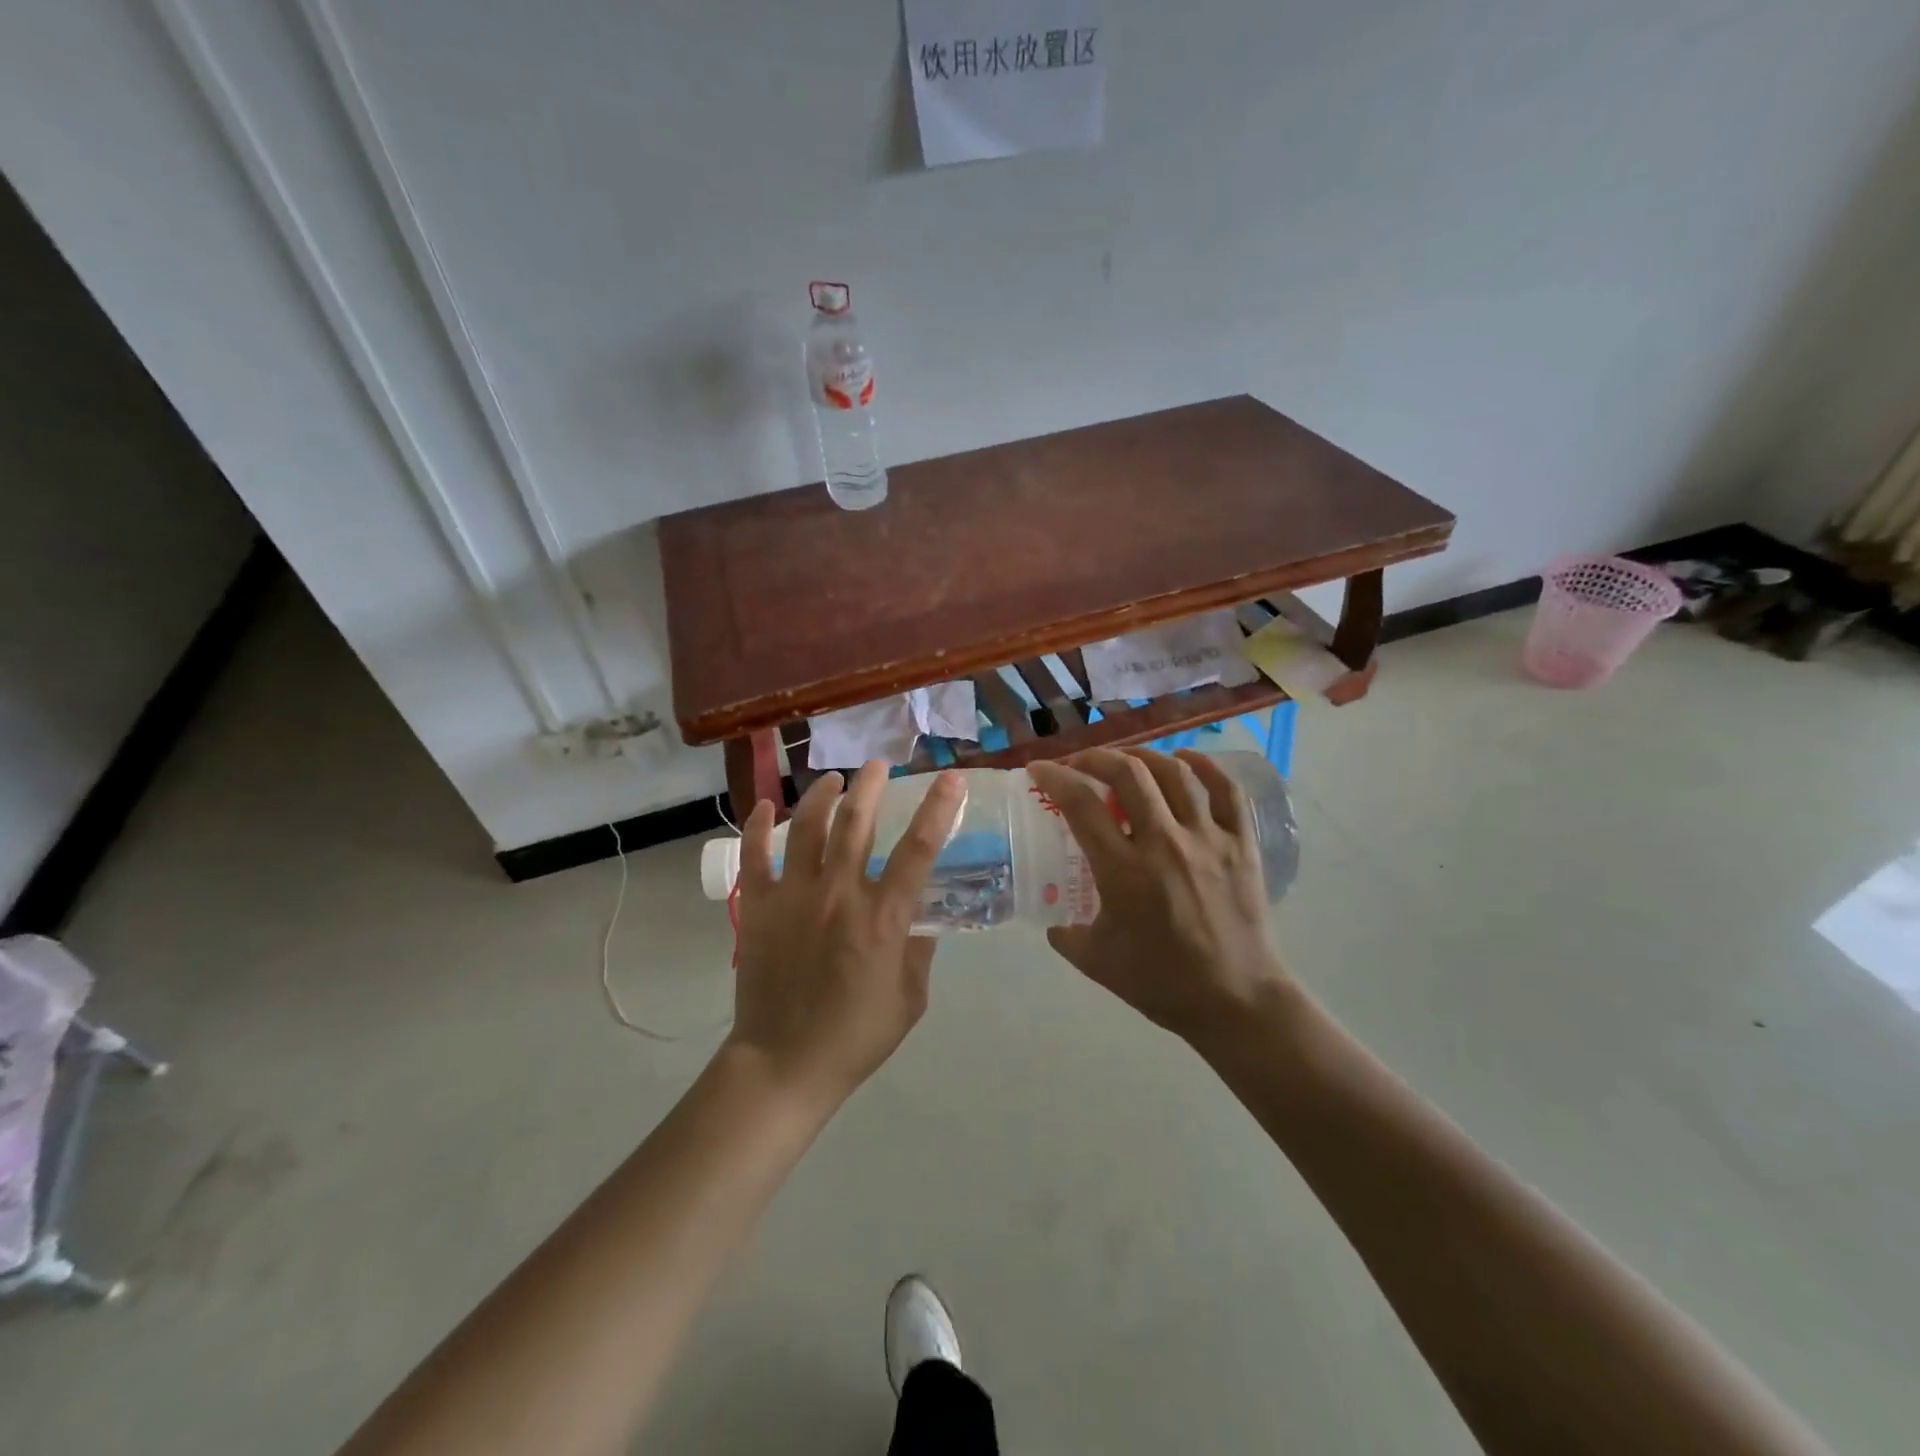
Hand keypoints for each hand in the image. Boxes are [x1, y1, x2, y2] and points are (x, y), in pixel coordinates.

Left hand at [727, 762, 964, 1113]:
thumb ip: (919, 950)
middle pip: (857, 821)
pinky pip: (755, 856)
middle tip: (879, 766)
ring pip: (807, 827)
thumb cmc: (855, 1036)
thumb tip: (920, 915)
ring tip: (833, 780)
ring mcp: (793, 896)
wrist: (785, 1063)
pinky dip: (758, 827)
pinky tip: (764, 806)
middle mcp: (839, 893)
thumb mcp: (910, 998)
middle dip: (871, 785)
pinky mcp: (757, 907)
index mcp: (883, 917)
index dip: (938, 808)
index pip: (919, 849)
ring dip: (823, 795)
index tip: (950, 778)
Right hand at [1027, 749, 1287, 1051]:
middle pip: (1127, 773)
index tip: (1039, 769)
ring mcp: (1208, 839)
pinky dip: (1204, 766)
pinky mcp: (1241, 844)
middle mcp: (1164, 843)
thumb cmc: (1163, 983)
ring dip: (1143, 756)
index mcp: (1123, 871)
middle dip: (1096, 757)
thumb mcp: (1098, 963)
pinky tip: (1184, 760)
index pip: (1081, 804)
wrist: (1237, 1003)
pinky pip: (1226, 790)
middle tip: (1080, 763)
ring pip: (1174, 773)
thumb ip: (1068, 936)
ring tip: (1125, 761)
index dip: (1054, 777)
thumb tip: (1055, 922)